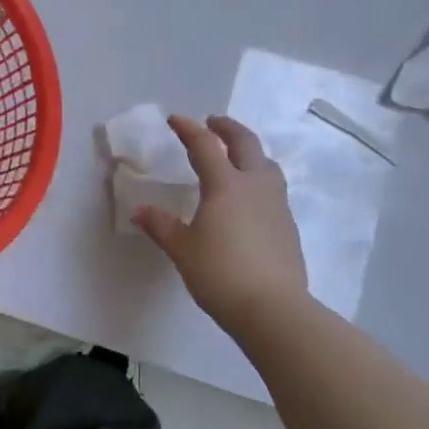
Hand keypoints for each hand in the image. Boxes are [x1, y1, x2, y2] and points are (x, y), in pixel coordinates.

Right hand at [133, 114, 309, 333]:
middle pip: (245, 143)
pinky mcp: (288, 226)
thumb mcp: (182, 250)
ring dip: (250, 152)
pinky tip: (250, 199)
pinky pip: (273, 190)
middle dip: (228, 128)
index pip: (205, 146)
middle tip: (213, 123)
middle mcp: (255, 186)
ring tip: (237, 157)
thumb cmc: (221, 274)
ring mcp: (277, 205)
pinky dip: (259, 180)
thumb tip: (140, 211)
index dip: (189, 129)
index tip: (175, 120)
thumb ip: (161, 226)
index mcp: (225, 185)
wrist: (274, 309)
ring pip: (267, 165)